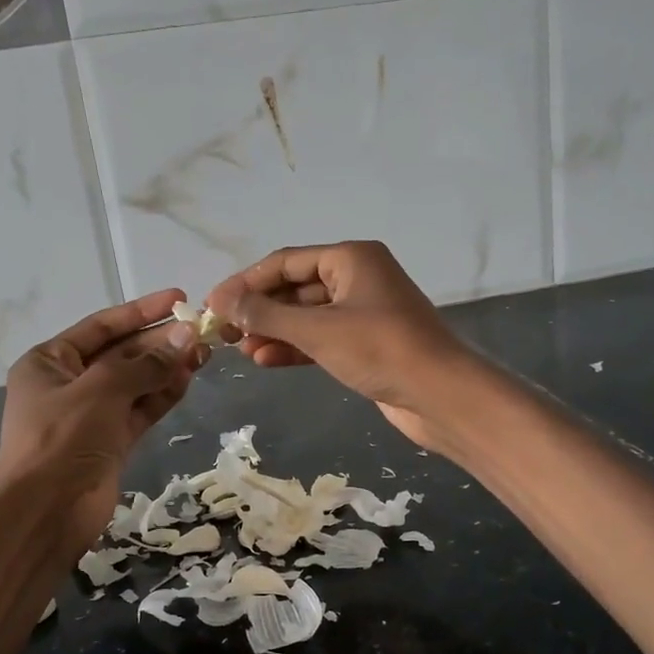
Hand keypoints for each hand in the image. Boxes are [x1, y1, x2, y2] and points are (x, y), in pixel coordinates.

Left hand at [0, 288, 206, 559]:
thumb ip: (146, 363)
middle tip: (201, 331)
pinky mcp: (112, 441)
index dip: (141, 311)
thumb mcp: (101, 391)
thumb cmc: (62, 439)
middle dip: (159, 342)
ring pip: (136, 382)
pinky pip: (141, 409)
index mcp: (51, 362)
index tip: (178, 298)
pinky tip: (188, 380)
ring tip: (203, 354)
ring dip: (167, 368)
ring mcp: (92, 414)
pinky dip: (163, 395)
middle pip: (122, 353)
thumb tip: (187, 336)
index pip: (102, 326)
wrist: (45, 512)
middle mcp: (70, 383)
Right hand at [205, 241, 480, 447]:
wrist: (440, 395)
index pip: (285, 262)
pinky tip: (265, 360)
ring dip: (274, 331)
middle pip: (295, 288)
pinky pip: (321, 338)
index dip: (246, 282)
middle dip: (259, 309)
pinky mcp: (366, 344)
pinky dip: (294, 347)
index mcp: (351, 258)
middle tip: (224, 332)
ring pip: (306, 316)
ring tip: (241, 350)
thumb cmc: (379, 350)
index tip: (213, 304)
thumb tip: (224, 302)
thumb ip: (267, 315)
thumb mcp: (318, 330)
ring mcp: (363, 312)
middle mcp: (357, 277)